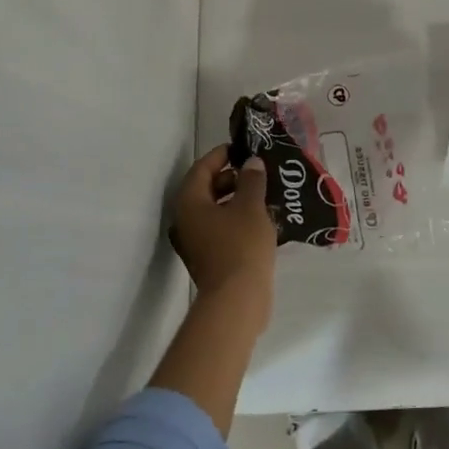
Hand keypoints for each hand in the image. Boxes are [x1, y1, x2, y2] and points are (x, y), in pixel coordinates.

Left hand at [170, 145, 277, 303]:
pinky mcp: (207, 258)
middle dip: (232, 177)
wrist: (236, 300)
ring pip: (214, 210)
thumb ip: (252, 180)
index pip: (202, 167)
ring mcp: (194, 242)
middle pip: (206, 188)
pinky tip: (260, 219)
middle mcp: (185, 220)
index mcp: (189, 202)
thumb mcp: (251, 206)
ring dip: (236, 199)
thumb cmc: (241, 245)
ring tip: (264, 194)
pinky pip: (219, 228)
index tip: (243, 148)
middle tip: (258, 172)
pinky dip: (236, 219)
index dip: (222, 155)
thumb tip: (252, 163)